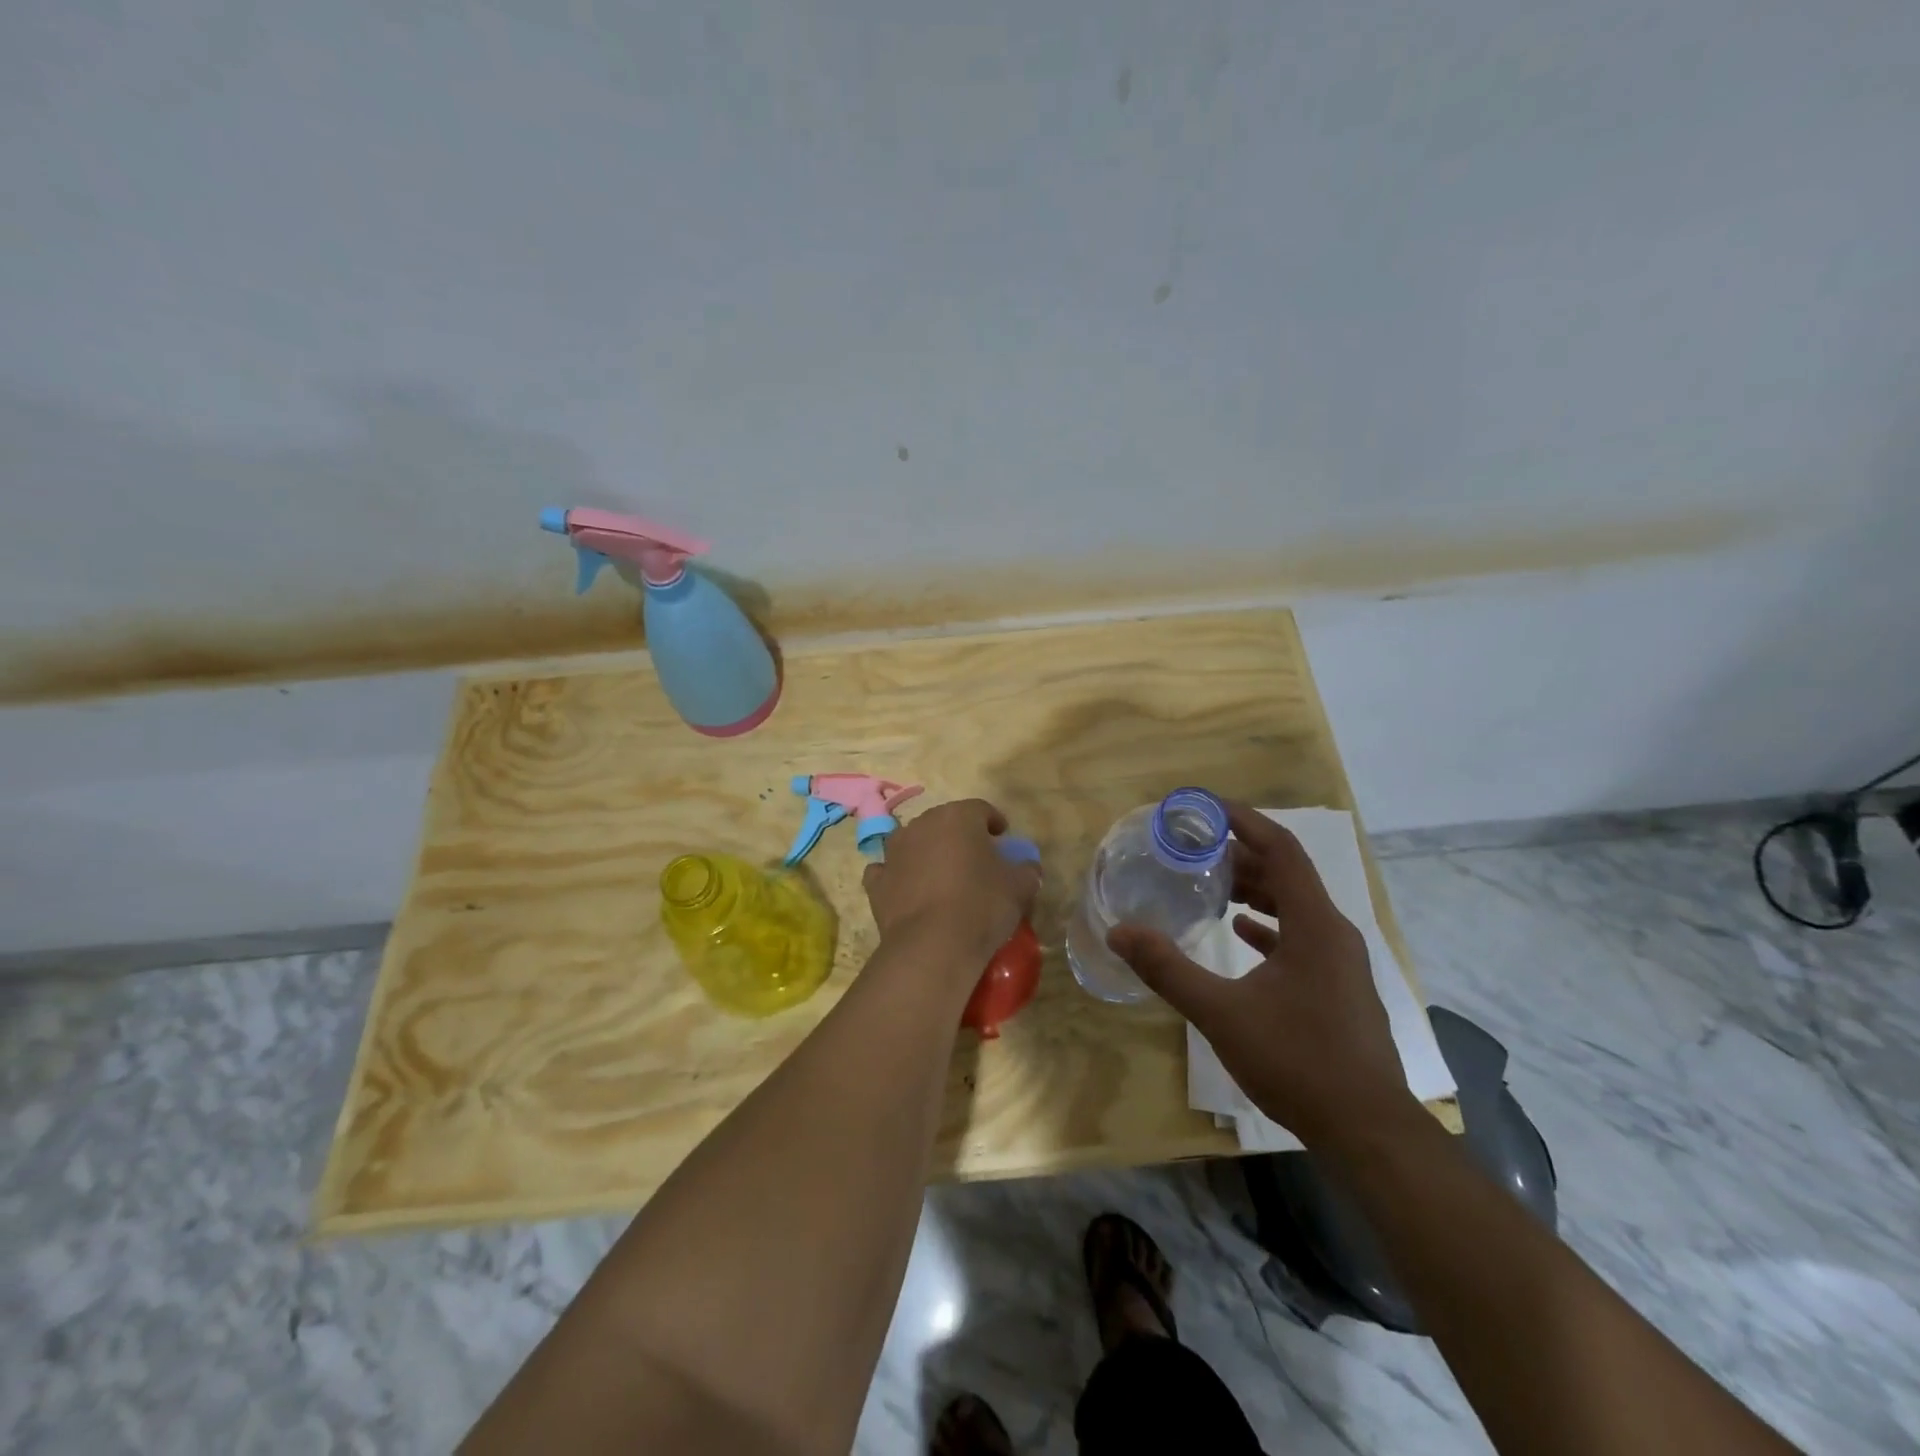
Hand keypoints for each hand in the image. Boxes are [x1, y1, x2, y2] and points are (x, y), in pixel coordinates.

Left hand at [863, 798, 1041, 970]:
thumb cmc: (982, 905)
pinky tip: (911, 892)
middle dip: (960, 836)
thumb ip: (1026, 871)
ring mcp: (894, 852)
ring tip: (943, 876)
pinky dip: (900, 876)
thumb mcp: (1020, 887)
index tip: (1003, 839)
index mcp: (958, 817)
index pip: (981, 809)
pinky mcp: (876, 882)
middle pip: (945, 823)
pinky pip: (890, 871)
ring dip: (927, 853)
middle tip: (976, 859)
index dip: (994, 822)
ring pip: (914, 842)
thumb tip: (1028, 868)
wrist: (932, 945)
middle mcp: (922, 825)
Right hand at [1106, 801, 1411, 1148]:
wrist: (1367, 1130)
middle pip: (1287, 873)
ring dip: (1255, 889)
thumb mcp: (1222, 1013)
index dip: (1245, 820)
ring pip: (1295, 906)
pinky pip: (1300, 936)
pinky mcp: (1338, 987)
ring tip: (1211, 885)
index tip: (1205, 808)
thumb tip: (1120, 932)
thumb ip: (1168, 969)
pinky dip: (1269, 926)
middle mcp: (1333, 932)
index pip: (1281, 849)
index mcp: (1314, 924)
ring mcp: (1340, 961)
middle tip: (1194, 849)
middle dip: (1242, 855)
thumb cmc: (1297, 1061)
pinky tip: (1240, 933)